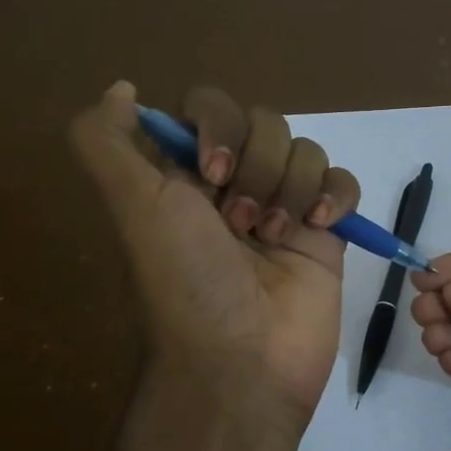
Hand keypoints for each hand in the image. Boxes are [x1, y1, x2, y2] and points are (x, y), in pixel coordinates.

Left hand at [70, 81, 359, 430]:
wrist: (245, 361)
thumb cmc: (187, 281)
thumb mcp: (132, 207)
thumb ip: (107, 141)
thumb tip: (122, 89)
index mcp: (187, 177)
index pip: (212, 109)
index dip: (219, 129)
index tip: (210, 175)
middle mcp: (235, 185)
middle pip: (266, 124)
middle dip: (257, 169)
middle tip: (239, 223)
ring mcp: (285, 208)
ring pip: (306, 151)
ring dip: (291, 190)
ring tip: (275, 239)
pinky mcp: (327, 233)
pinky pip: (343, 182)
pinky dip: (335, 196)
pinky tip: (321, 227)